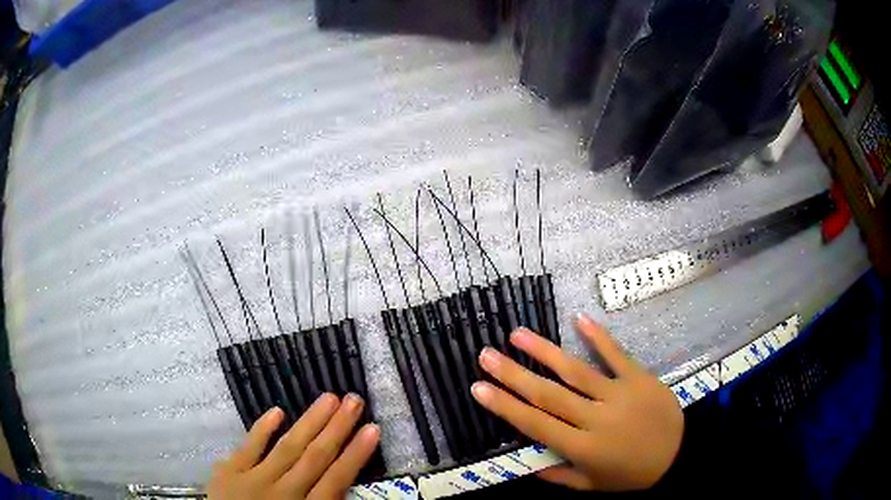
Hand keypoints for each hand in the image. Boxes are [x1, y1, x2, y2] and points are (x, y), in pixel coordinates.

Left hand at [207, 393, 379, 499]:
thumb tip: (344, 489)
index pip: (336, 479)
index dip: (356, 454)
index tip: (373, 429)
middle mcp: (284, 491)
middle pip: (315, 457)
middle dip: (337, 428)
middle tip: (354, 400)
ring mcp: (253, 478)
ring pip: (287, 447)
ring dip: (309, 422)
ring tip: (329, 398)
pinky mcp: (229, 471)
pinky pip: (248, 447)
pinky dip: (262, 429)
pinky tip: (277, 411)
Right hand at [470, 314, 682, 490]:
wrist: (678, 455)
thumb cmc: (631, 474)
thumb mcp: (591, 485)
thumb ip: (558, 475)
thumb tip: (527, 463)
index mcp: (582, 448)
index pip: (536, 424)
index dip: (505, 407)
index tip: (478, 388)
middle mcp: (596, 419)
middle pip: (549, 394)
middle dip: (513, 374)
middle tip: (486, 355)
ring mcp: (619, 394)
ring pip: (576, 371)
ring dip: (545, 351)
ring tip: (517, 334)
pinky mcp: (639, 377)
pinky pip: (616, 354)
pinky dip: (598, 336)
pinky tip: (579, 318)